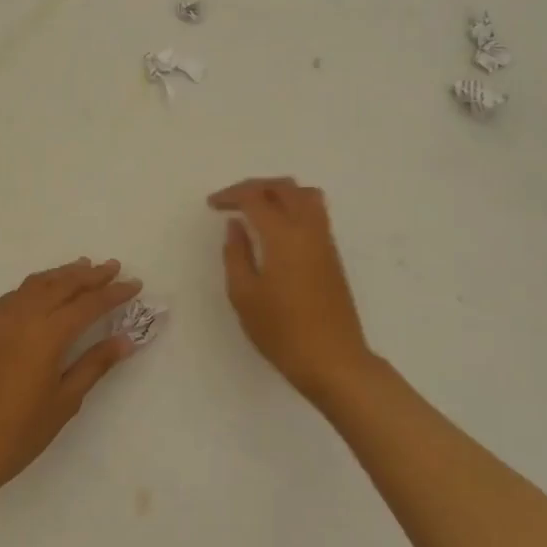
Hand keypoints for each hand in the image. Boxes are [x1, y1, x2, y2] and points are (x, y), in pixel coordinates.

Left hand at [0, 258, 141, 503]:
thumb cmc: (19, 432)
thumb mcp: (65, 401)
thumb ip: (95, 364)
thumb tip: (126, 339)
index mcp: (48, 334)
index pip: (89, 304)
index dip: (114, 293)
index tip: (135, 284)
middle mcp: (24, 317)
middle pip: (63, 284)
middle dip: (91, 275)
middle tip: (113, 267)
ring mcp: (0, 320)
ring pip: (37, 284)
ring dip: (63, 274)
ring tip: (84, 268)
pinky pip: (15, 294)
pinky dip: (36, 285)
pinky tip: (44, 290)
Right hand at [208, 178, 374, 403]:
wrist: (333, 359)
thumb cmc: (282, 331)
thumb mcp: (244, 295)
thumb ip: (236, 254)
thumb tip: (236, 225)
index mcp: (283, 235)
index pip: (256, 197)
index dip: (231, 195)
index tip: (213, 205)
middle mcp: (308, 229)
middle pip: (284, 187)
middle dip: (256, 187)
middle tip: (232, 201)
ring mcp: (325, 241)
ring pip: (305, 195)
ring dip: (279, 193)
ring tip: (257, 209)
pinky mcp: (333, 255)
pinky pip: (315, 213)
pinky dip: (294, 206)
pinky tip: (277, 229)